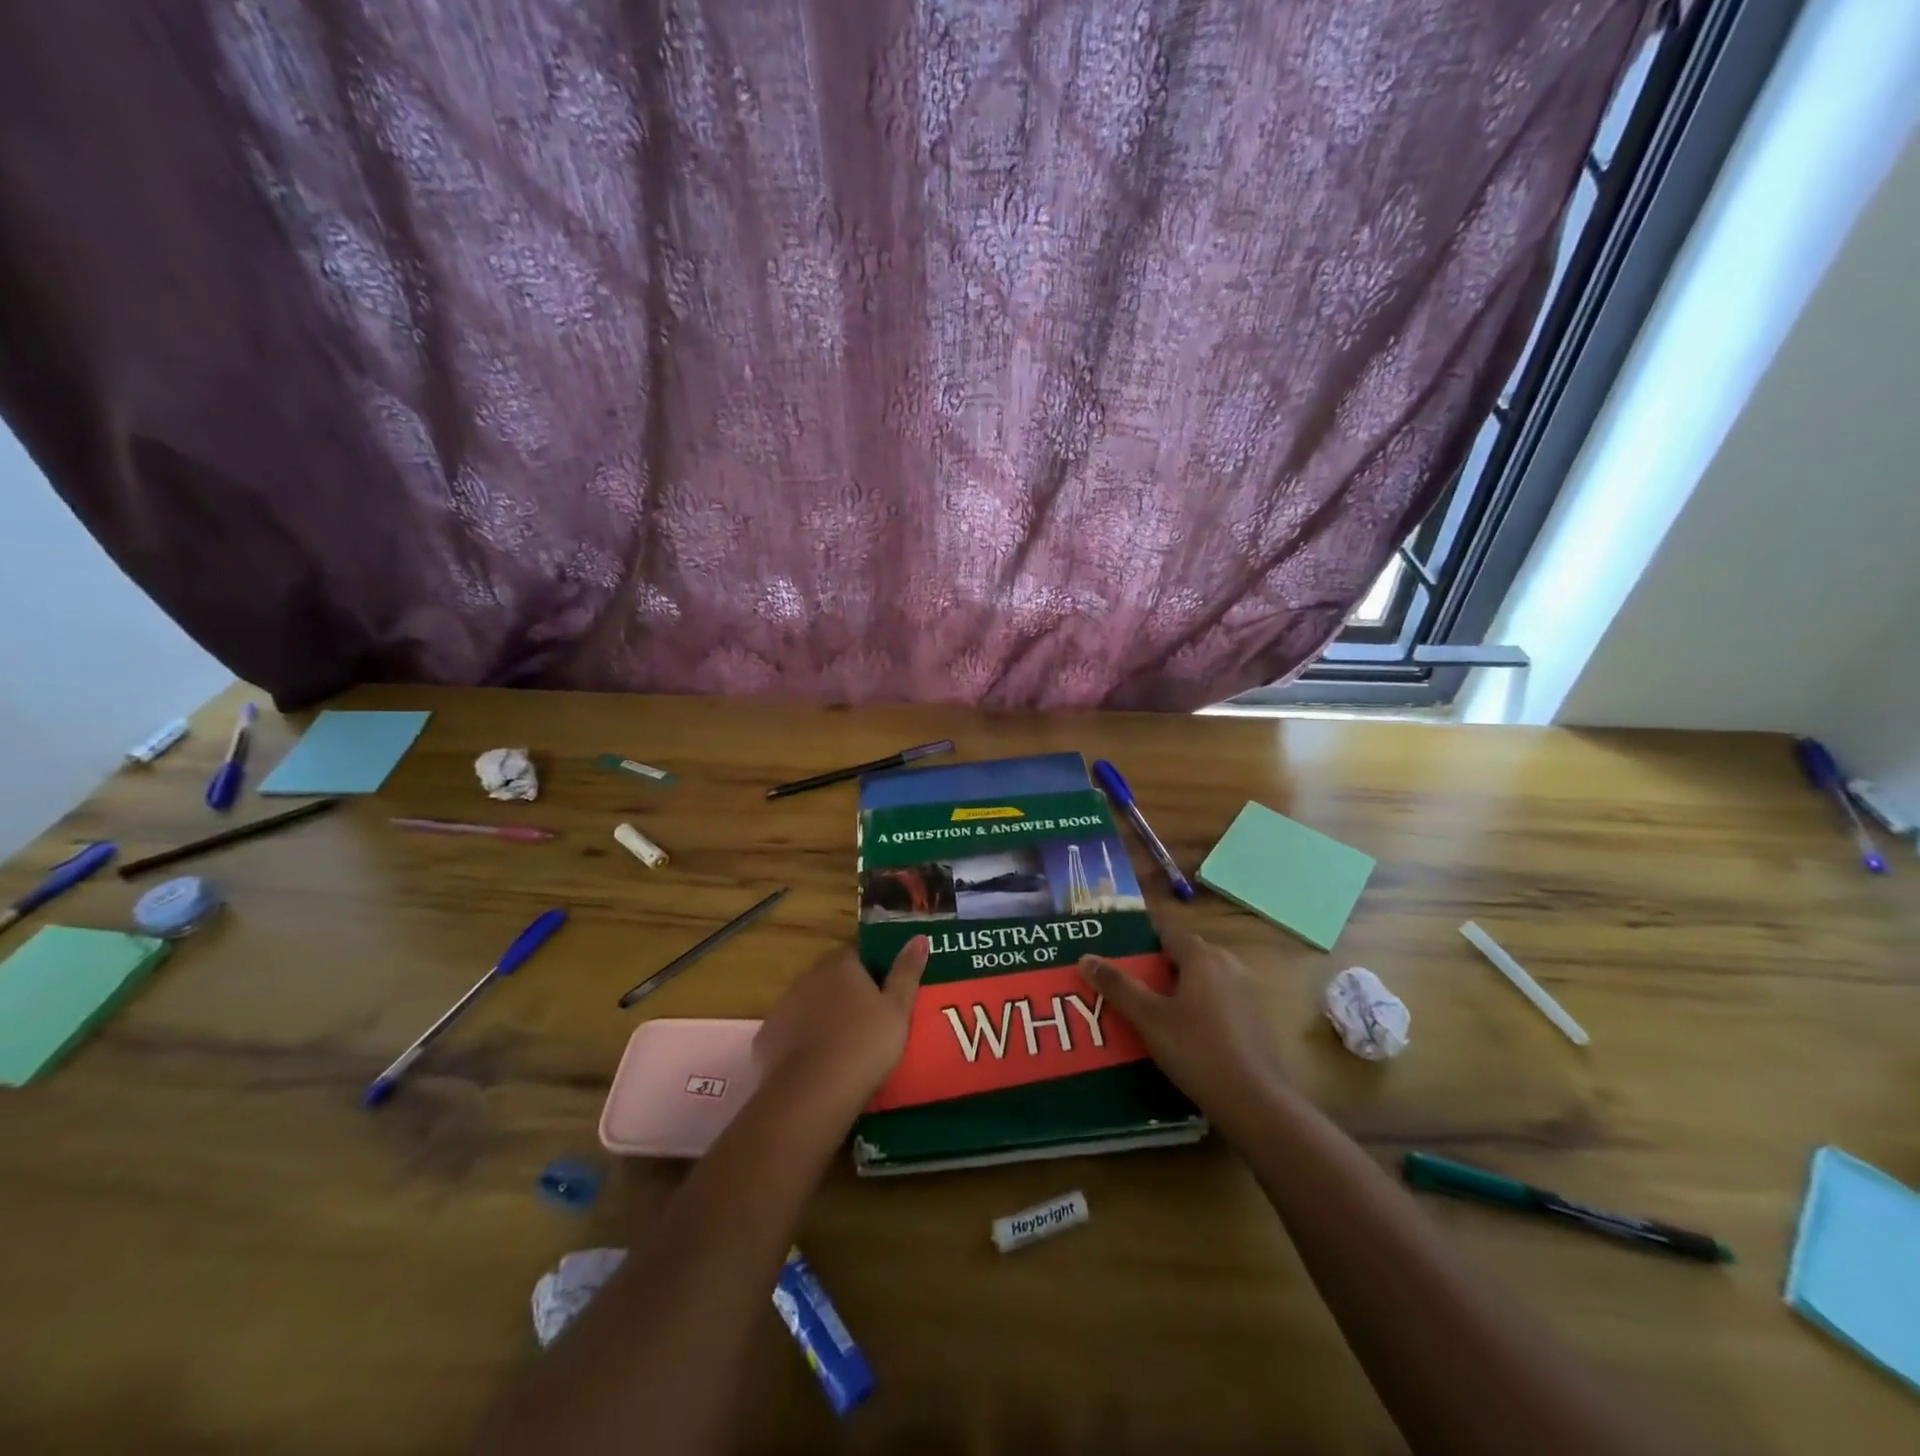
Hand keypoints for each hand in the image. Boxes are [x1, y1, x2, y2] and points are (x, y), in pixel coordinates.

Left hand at [754, 938, 927, 1103]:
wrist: (812, 1094)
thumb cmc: (864, 1044)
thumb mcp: (897, 1009)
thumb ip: (907, 971)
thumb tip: (920, 936)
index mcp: (840, 964)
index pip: (858, 952)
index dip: (874, 968)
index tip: (887, 990)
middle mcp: (807, 976)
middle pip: (833, 977)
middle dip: (849, 992)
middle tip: (871, 1020)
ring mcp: (783, 1006)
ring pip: (810, 1004)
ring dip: (824, 1016)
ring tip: (846, 1046)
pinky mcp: (767, 1038)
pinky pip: (791, 1033)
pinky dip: (803, 1042)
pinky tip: (818, 1064)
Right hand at [1078, 926, 1286, 1139]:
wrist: (1254, 1102)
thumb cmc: (1197, 1050)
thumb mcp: (1149, 1019)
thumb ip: (1118, 986)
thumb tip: (1086, 957)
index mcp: (1202, 956)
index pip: (1166, 931)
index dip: (1141, 938)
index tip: (1117, 950)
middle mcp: (1227, 964)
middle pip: (1184, 954)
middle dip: (1155, 965)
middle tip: (1125, 982)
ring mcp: (1245, 991)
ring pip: (1201, 978)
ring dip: (1176, 987)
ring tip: (1146, 1007)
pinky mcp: (1253, 1018)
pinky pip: (1216, 1000)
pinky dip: (1196, 1006)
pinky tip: (1179, 1032)